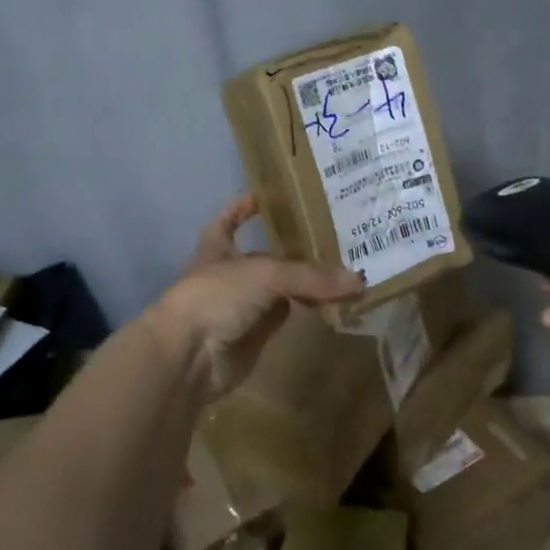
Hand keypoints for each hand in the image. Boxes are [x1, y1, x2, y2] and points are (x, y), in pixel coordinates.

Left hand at [149, 194, 363, 396]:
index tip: (268, 193)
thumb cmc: (218, 296)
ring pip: (282, 287)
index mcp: (218, 246)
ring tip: (346, 263)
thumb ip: (311, 277)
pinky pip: (289, 315)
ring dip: (308, 280)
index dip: (244, 206)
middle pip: (267, 254)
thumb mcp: (266, 273)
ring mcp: (244, 305)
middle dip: (295, 245)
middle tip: (334, 230)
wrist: (190, 356)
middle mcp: (232, 272)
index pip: (230, 218)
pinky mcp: (257, 333)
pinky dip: (309, 309)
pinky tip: (336, 299)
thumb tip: (359, 281)